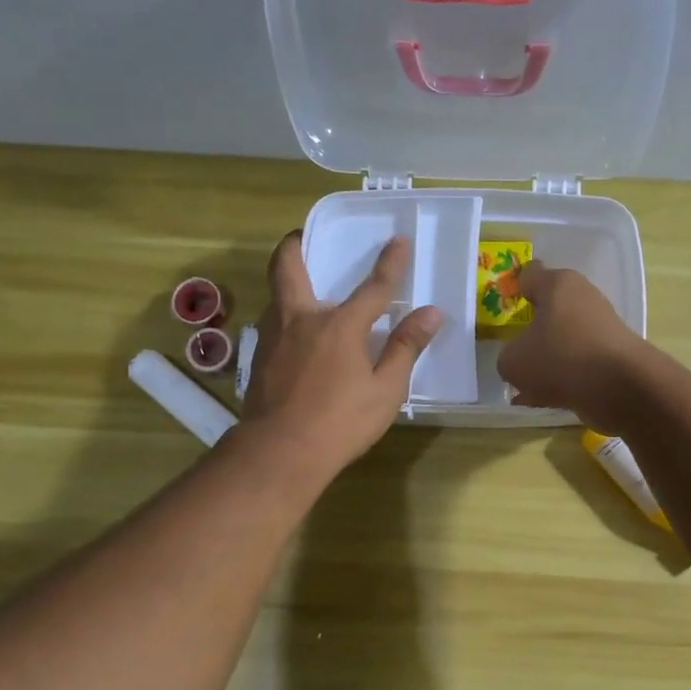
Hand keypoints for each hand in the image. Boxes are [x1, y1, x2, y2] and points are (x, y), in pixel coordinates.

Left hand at [240, 232, 442, 478]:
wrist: (279, 452)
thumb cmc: (340, 422)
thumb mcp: (385, 390)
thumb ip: (405, 348)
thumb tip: (431, 313)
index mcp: (340, 326)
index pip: (373, 287)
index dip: (389, 263)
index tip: (398, 240)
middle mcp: (302, 320)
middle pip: (289, 268)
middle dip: (295, 246)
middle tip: (303, 237)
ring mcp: (274, 337)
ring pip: (276, 295)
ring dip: (288, 284)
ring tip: (305, 290)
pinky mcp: (259, 359)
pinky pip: (273, 324)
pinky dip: (285, 316)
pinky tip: (296, 337)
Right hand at [495, 261, 653, 432]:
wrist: (621, 387)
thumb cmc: (560, 358)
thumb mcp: (514, 361)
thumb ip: (507, 358)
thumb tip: (518, 361)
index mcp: (558, 285)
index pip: (530, 274)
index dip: (514, 286)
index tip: (503, 303)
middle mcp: (582, 300)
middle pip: (548, 310)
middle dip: (530, 329)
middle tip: (510, 347)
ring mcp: (599, 330)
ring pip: (561, 342)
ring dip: (544, 360)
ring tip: (520, 384)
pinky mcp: (609, 359)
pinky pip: (574, 366)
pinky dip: (558, 380)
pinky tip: (537, 400)